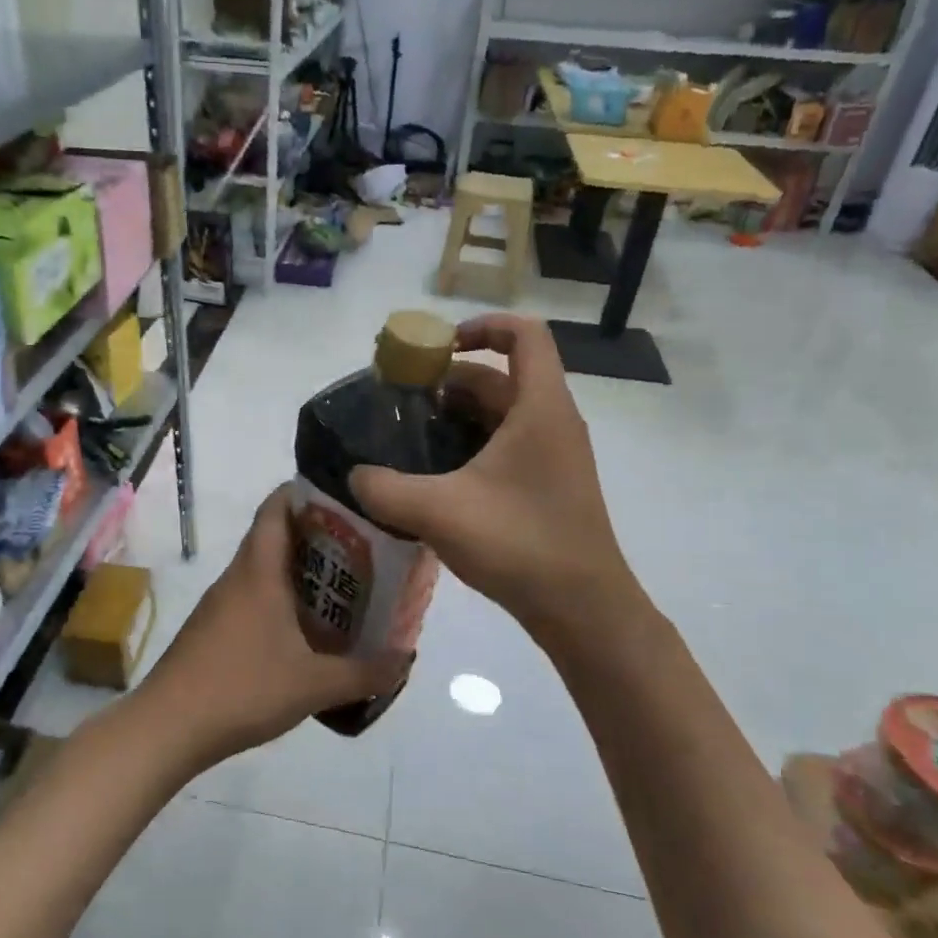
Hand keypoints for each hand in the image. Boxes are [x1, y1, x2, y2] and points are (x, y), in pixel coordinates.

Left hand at [137, 487, 412, 770]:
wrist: (168, 726)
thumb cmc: (243, 688)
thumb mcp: (314, 685)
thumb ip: (366, 672)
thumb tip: (407, 659)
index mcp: (259, 570)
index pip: (276, 507)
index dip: (306, 492)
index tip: (344, 498)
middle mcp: (238, 576)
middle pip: (275, 535)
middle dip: (317, 535)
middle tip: (362, 545)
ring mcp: (222, 602)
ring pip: (265, 568)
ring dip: (300, 570)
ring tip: (344, 584)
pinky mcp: (214, 627)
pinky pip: (254, 596)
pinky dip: (282, 598)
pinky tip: (307, 627)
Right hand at [350, 314, 641, 641]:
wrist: (583, 610)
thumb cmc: (520, 544)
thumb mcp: (440, 512)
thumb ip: (385, 489)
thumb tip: (354, 475)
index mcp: (539, 407)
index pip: (524, 334)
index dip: (481, 327)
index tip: (436, 348)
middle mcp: (552, 421)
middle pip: (500, 377)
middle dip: (448, 381)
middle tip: (400, 403)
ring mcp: (553, 455)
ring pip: (501, 414)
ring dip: (455, 417)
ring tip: (408, 440)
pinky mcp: (547, 485)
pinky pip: (506, 445)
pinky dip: (469, 446)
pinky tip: (434, 477)